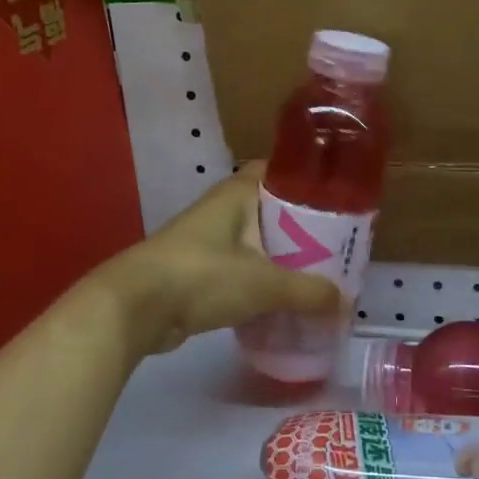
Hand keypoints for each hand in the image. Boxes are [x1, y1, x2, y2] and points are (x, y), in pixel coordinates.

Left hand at [103, 163, 342, 357]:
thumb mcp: (264, 283)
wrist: (134, 308)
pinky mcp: (198, 272)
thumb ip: (307, 292)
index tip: (337, 198)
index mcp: (238, 194)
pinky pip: (241, 270)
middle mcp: (223, 210)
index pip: (278, 171)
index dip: (306, 180)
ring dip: (282, 258)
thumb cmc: (202, 276)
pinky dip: (261, 282)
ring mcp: (208, 241)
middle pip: (272, 210)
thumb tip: (344, 303)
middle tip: (338, 246)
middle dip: (302, 227)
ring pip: (256, 243)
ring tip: (318, 275)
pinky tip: (283, 301)